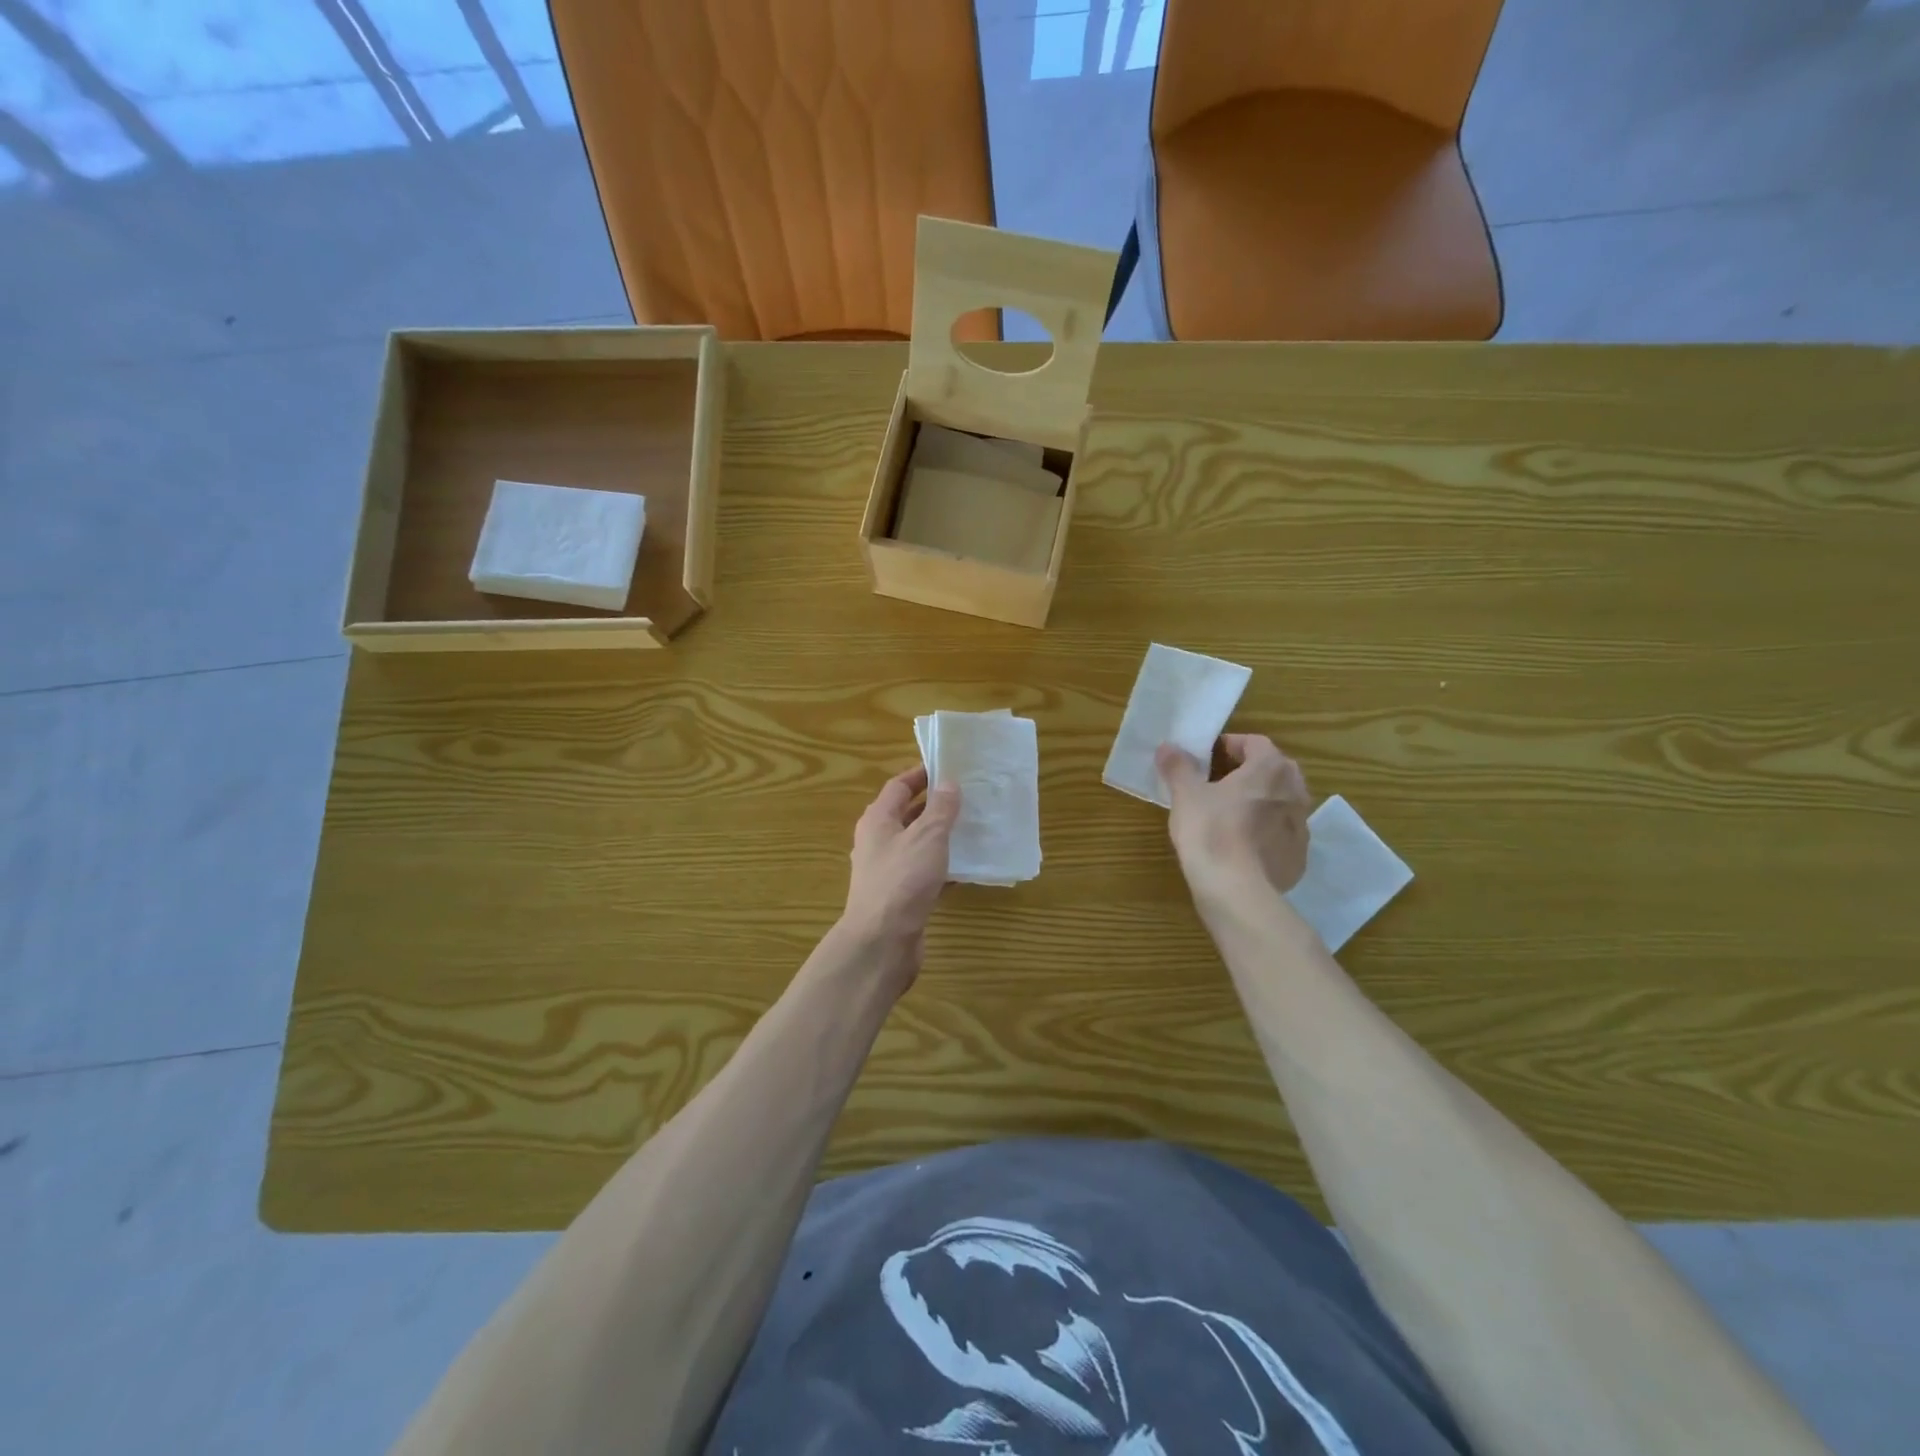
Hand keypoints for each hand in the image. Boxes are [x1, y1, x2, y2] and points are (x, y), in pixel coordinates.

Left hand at [841, 765, 960, 975]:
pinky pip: (923, 873)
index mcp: (877, 820)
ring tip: (972, 828)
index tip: (949, 768)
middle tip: (967, 797)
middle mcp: (878, 842)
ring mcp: (887, 871)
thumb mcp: (927, 836)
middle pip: (906, 814)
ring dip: (940, 836)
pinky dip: (942, 867)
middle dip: (934, 806)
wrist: (882, 941)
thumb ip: (941, 809)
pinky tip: (966, 868)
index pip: (898, 786)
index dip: (921, 775)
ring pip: (917, 845)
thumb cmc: (902, 880)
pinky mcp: (899, 897)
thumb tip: (949, 783)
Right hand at [1155, 735, 1311, 901]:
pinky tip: (1243, 844)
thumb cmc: (1210, 831)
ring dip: (1262, 800)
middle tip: (1221, 781)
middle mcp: (1294, 791)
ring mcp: (1301, 826)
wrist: (1236, 890)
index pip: (1256, 743)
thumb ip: (1178, 767)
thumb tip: (1167, 746)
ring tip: (1232, 812)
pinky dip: (1267, 830)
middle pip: (1275, 770)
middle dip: (1251, 770)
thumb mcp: (1186, 795)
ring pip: (1282, 802)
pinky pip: (1283, 832)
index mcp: (1270, 769)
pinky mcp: (1299, 856)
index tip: (1208, 756)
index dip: (1231, 744)